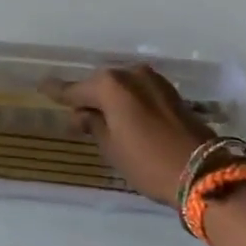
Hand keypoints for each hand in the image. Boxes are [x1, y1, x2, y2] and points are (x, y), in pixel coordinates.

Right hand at [46, 64, 214, 205]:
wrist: (203, 171)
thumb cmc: (148, 162)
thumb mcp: (112, 148)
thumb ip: (93, 125)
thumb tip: (83, 114)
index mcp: (110, 85)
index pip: (74, 89)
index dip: (57, 91)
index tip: (41, 86)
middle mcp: (130, 74)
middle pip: (99, 84)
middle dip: (87, 97)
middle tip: (75, 116)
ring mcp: (154, 81)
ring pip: (121, 86)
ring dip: (110, 99)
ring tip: (100, 119)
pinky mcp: (170, 92)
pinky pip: (137, 91)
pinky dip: (127, 101)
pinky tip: (123, 116)